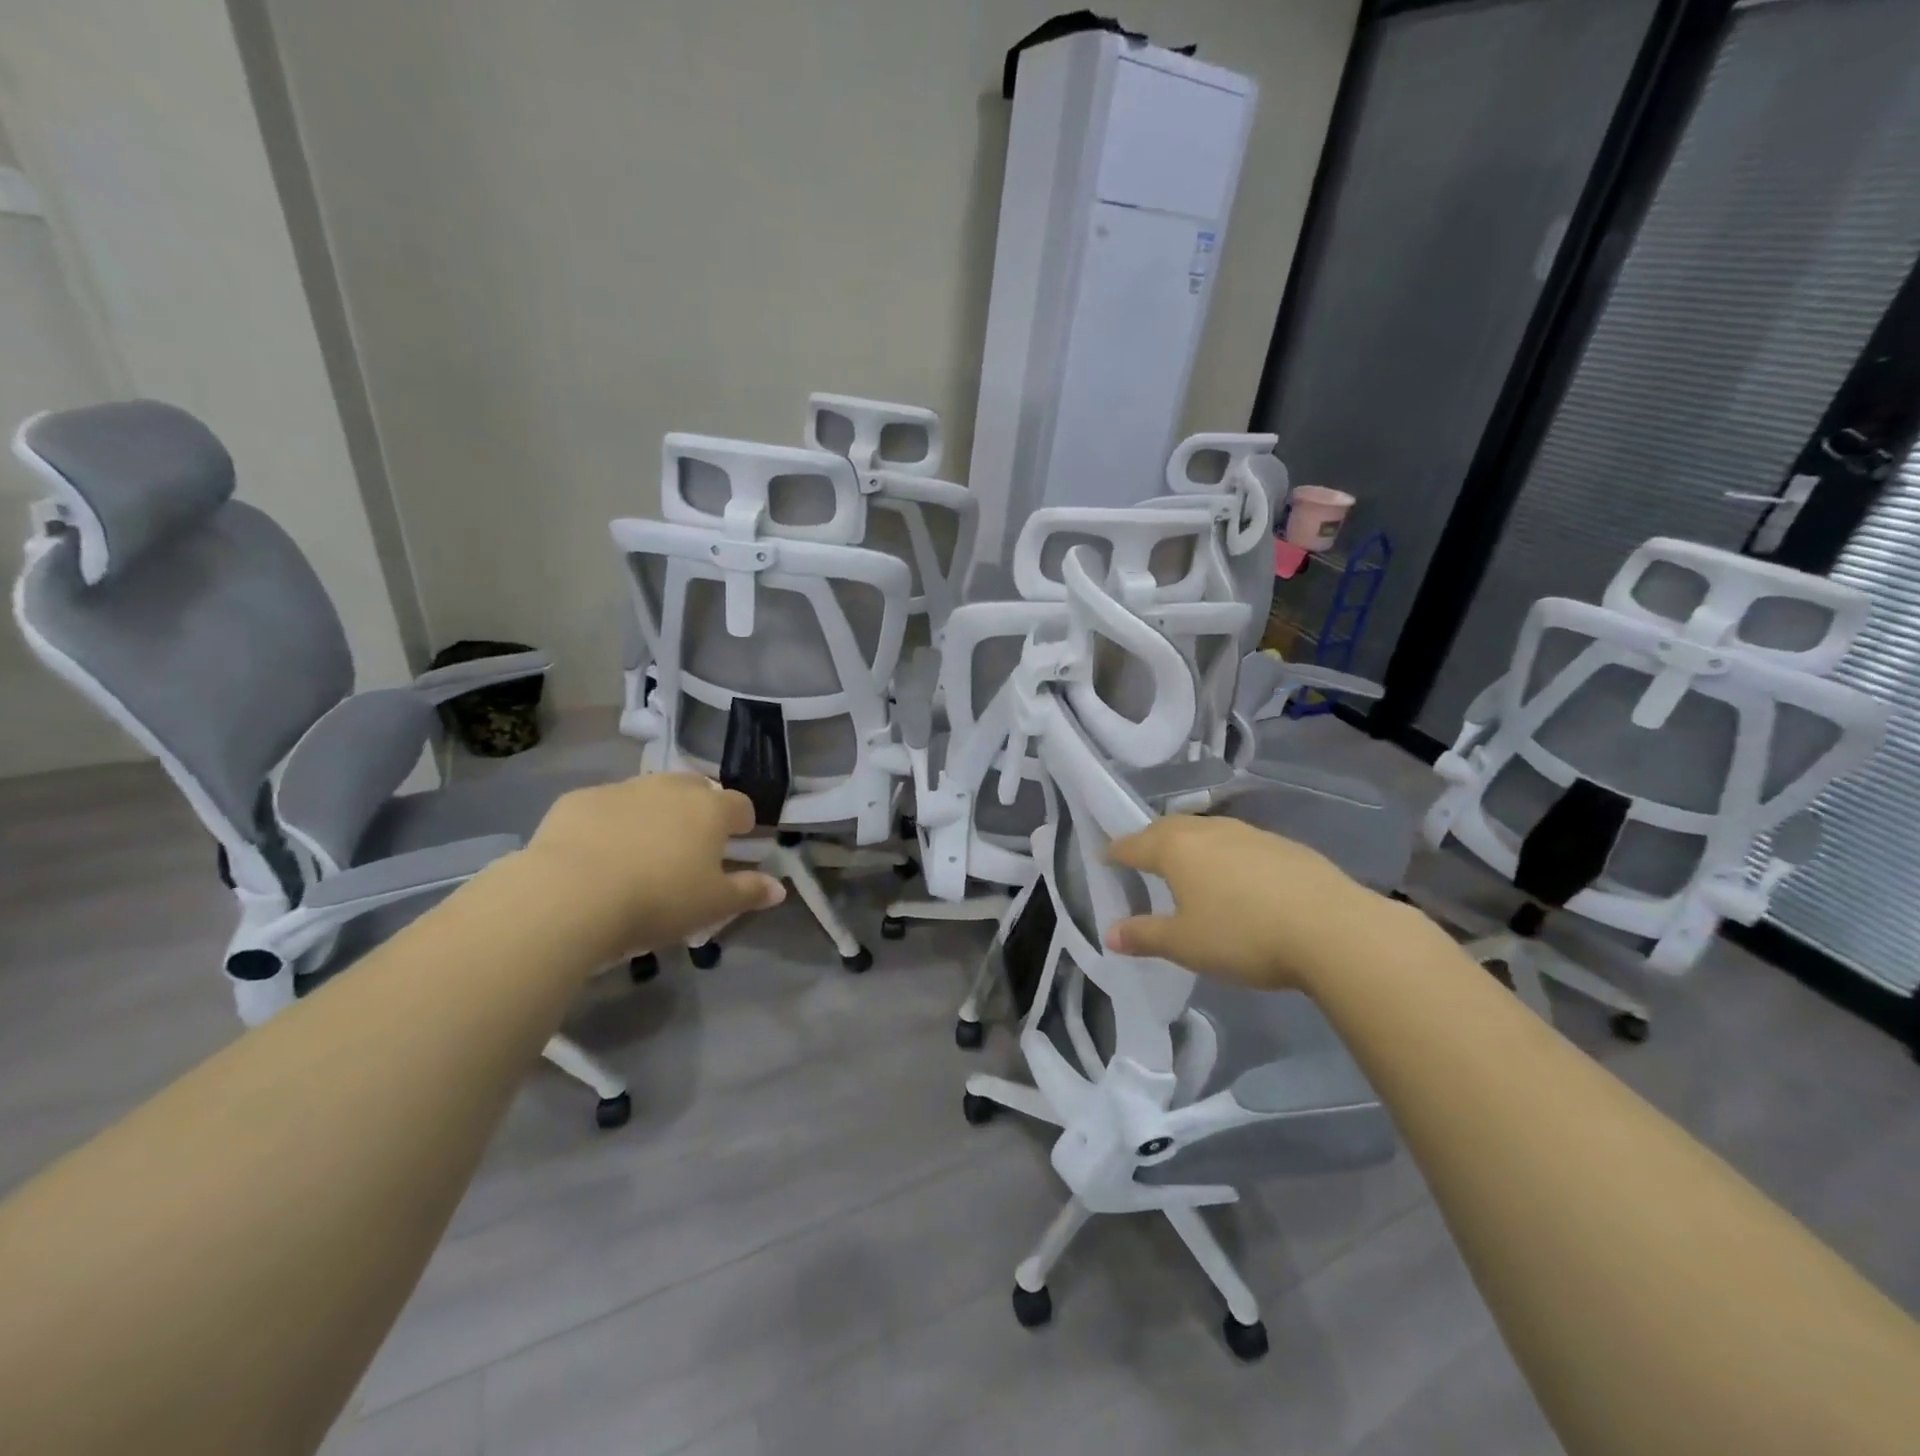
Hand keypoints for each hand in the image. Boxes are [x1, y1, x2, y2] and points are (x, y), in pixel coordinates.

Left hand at [519, 773, 783, 962]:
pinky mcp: (578, 799)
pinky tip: (597, 854)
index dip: (743, 824)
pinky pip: (605, 806)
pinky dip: (609, 822)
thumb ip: (749, 892)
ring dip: (654, 813)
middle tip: (690, 846)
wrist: (569, 896)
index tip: (738, 844)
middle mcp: (670, 788)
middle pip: (695, 789)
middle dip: (699, 810)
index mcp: (710, 809)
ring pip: (649, 794)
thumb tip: (780, 888)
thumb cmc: (657, 900)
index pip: (741, 805)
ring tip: (643, 850)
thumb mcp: (712, 906)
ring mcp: (622, 789)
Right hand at [1103, 814, 1411, 991]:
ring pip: (1206, 831)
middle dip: (1150, 841)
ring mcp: (1249, 833)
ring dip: (1189, 844)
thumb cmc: (1243, 935)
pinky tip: (1237, 878)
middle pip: (1168, 828)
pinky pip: (1238, 842)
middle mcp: (1208, 830)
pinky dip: (1224, 854)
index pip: (1134, 844)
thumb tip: (1110, 933)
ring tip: (1187, 866)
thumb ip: (1144, 936)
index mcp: (1176, 849)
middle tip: (1141, 858)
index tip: (1104, 857)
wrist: (1333, 929)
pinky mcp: (1283, 845)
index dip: (1115, 852)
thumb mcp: (1185, 944)